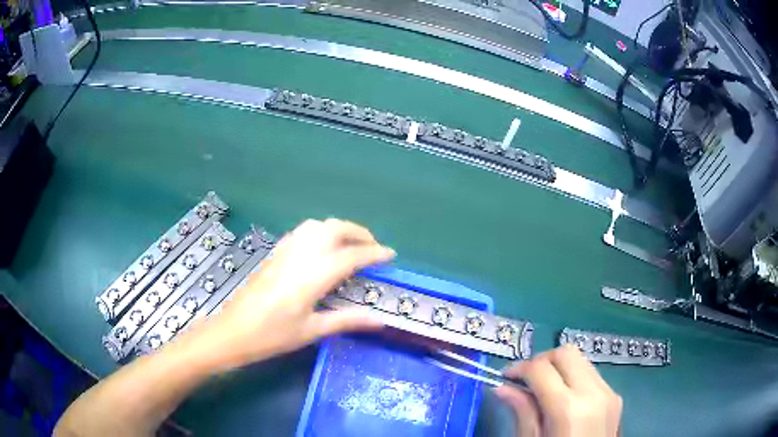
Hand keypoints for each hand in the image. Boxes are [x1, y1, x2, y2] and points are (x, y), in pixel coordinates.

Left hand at [185, 218, 394, 370]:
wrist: (233, 331)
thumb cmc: (272, 336)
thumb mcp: (312, 331)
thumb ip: (347, 320)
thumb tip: (380, 320)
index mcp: (312, 276)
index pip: (351, 256)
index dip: (374, 253)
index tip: (390, 255)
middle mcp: (300, 255)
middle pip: (335, 229)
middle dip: (359, 233)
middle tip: (373, 248)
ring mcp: (284, 250)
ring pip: (317, 225)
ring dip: (339, 229)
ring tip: (351, 245)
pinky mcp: (274, 252)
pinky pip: (302, 231)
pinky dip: (320, 231)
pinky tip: (322, 247)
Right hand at [494, 345, 621, 436]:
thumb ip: (522, 412)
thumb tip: (503, 388)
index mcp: (568, 408)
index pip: (541, 368)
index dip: (520, 368)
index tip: (506, 377)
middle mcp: (593, 392)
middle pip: (566, 353)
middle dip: (542, 360)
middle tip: (526, 379)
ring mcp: (608, 393)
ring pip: (581, 360)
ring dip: (560, 368)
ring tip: (544, 389)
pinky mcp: (615, 396)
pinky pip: (592, 375)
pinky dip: (574, 378)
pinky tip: (565, 399)